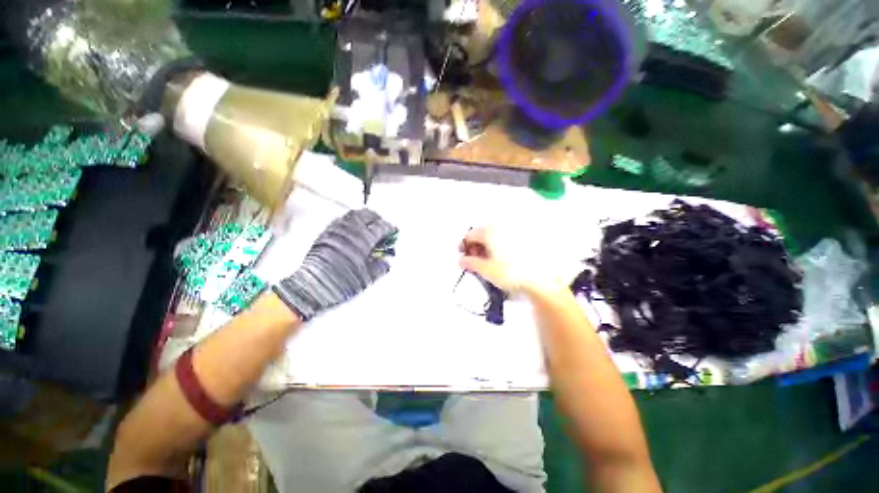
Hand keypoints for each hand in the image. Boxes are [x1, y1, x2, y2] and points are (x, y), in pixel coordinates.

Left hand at [273, 209, 396, 320]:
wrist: (311, 287)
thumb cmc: (341, 282)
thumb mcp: (367, 278)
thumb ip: (380, 267)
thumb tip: (386, 262)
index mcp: (363, 240)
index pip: (381, 227)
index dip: (390, 227)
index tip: (394, 230)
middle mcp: (350, 231)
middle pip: (367, 214)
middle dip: (377, 218)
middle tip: (382, 225)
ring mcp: (336, 230)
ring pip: (353, 214)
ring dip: (363, 217)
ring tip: (368, 225)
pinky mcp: (325, 233)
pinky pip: (341, 220)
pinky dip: (350, 221)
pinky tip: (352, 230)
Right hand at [459, 227, 564, 294]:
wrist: (541, 279)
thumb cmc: (511, 273)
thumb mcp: (486, 271)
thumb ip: (470, 263)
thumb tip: (462, 260)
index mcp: (491, 233)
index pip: (470, 235)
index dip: (464, 245)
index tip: (463, 256)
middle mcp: (502, 228)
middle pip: (482, 234)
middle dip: (475, 246)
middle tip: (475, 260)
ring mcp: (515, 232)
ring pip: (494, 236)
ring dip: (487, 247)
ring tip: (488, 261)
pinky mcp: (525, 238)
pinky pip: (505, 239)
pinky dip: (499, 246)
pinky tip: (502, 259)